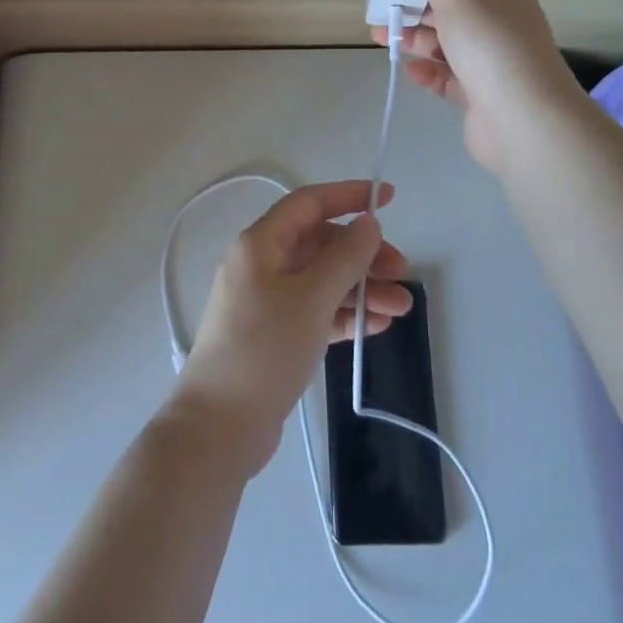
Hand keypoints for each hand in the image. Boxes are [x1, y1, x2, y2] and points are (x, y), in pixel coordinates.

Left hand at [171, 180, 412, 476]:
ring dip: (360, 289)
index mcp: (260, 244)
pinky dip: (344, 315)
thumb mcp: (311, 298)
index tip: (389, 198)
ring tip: (401, 309)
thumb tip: (368, 223)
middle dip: (363, 255)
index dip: (349, 196)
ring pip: (321, 280)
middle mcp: (261, 265)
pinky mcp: (274, 335)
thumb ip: (344, 258)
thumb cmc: (265, 350)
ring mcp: (267, 301)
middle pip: (320, 244)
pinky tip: (376, 326)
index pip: (309, 204)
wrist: (220, 426)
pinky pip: (316, 311)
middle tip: (402, 273)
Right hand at [369, 0, 583, 174]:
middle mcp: (500, 23)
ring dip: (414, 39)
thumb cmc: (491, 46)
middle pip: (448, 9)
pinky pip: (448, 77)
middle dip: (411, 9)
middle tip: (377, 13)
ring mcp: (492, 62)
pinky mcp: (482, 96)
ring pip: (445, 44)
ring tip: (380, 39)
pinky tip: (409, 70)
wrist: (526, 122)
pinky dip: (427, 71)